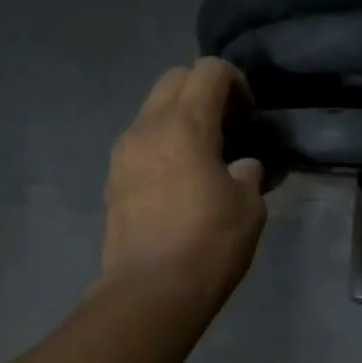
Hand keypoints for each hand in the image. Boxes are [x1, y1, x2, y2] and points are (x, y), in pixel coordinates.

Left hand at [101, 58, 266, 302]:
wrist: (150, 291)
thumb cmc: (208, 245)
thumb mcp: (248, 208)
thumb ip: (248, 174)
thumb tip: (242, 166)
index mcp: (184, 125)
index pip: (209, 71)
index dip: (235, 81)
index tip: (249, 112)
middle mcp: (146, 127)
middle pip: (173, 80)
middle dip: (202, 90)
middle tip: (226, 124)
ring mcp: (122, 154)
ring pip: (151, 111)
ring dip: (178, 118)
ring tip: (201, 155)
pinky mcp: (112, 181)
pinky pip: (139, 144)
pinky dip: (160, 146)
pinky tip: (177, 181)